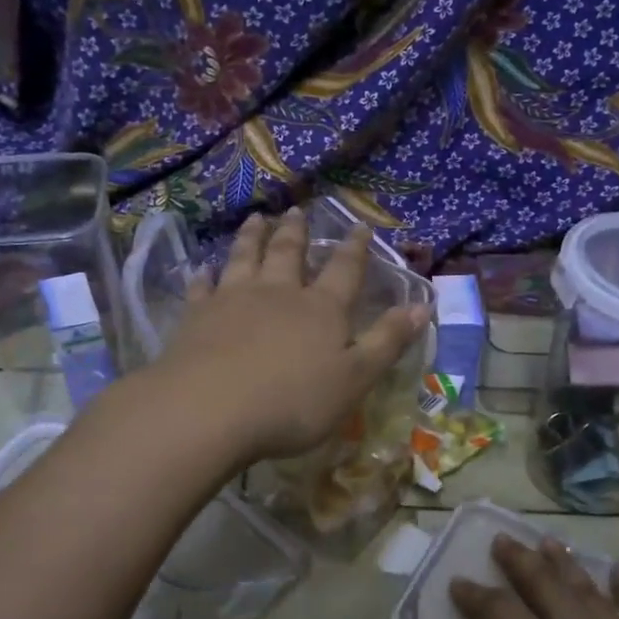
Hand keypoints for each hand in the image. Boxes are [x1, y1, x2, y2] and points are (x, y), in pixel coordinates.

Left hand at [156, 209, 428, 463]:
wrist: (211, 409)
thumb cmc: (294, 401)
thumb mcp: (355, 378)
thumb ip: (387, 341)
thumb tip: (422, 306)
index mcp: (321, 309)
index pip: (344, 270)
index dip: (354, 248)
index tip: (359, 225)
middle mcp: (278, 294)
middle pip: (288, 254)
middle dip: (296, 232)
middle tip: (297, 209)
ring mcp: (233, 301)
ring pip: (245, 259)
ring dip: (252, 237)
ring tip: (257, 218)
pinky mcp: (196, 317)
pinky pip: (202, 289)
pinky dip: (204, 277)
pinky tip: (202, 269)